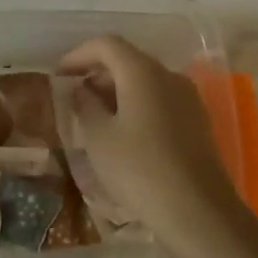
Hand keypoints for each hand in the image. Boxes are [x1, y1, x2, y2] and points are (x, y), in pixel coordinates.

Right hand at [57, 35, 249, 257]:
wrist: (198, 212)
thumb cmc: (139, 169)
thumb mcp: (99, 137)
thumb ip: (85, 105)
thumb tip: (80, 89)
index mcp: (142, 72)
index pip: (106, 45)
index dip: (78, 55)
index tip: (59, 75)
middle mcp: (169, 76)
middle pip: (128, 60)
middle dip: (98, 73)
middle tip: (74, 97)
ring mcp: (188, 99)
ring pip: (145, 81)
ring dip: (117, 91)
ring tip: (95, 118)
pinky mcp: (197, 122)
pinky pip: (160, 100)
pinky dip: (137, 105)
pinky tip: (124, 134)